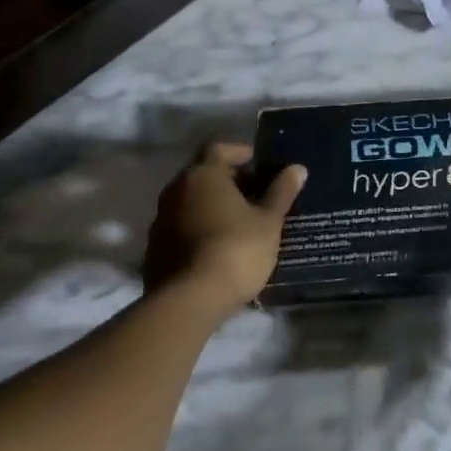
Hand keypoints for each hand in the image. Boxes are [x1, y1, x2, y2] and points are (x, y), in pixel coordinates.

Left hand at [143, 143, 305, 322]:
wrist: (188, 302)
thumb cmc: (235, 249)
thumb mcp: (268, 221)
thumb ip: (281, 192)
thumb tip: (297, 168)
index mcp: (203, 175)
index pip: (219, 148)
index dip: (240, 152)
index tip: (259, 165)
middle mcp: (175, 190)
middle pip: (203, 174)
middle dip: (228, 180)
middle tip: (255, 195)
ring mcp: (160, 221)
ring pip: (190, 202)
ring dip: (211, 205)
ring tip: (239, 223)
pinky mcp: (153, 250)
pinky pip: (180, 227)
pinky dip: (198, 229)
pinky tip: (218, 247)